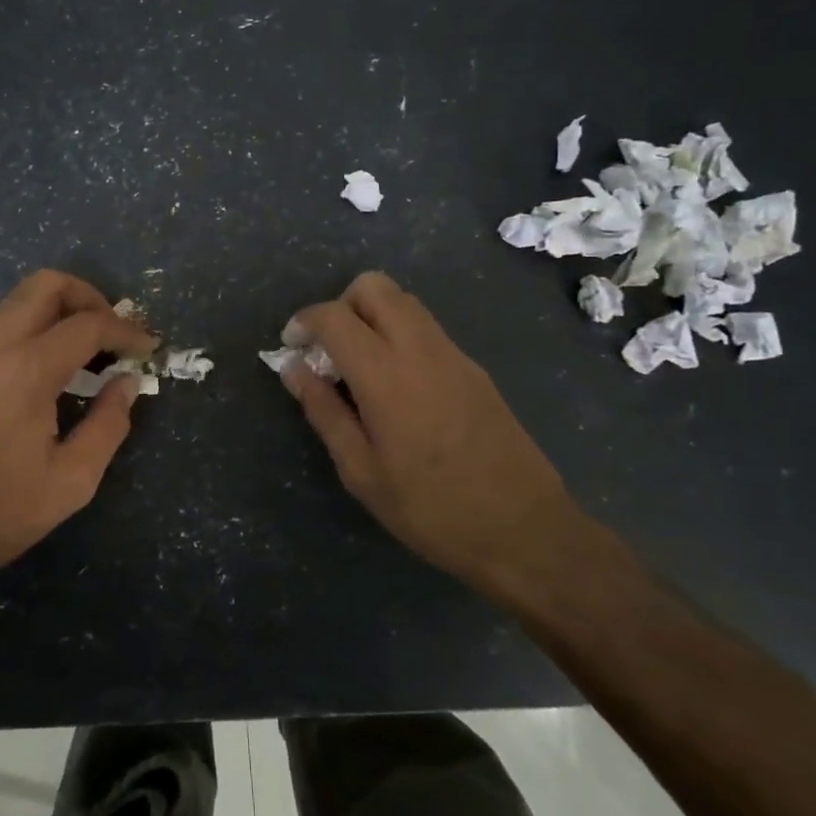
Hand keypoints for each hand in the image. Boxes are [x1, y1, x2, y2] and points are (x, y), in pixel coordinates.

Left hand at [0, 270, 156, 610]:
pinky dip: (37, 327)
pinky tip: (55, 370)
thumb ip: (109, 424)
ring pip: (21, 300)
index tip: (149, 349)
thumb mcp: (71, 480)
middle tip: (114, 335)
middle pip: (46, 284)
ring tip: (90, 352)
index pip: (88, 324)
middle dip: (90, 297)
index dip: (127, 331)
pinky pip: (4, 324)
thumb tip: (127, 382)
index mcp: (26, 370)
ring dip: (61, 310)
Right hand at [280, 271, 583, 595]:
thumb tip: (294, 368)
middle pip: (374, 286)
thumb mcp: (361, 471)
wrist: (524, 530)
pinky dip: (399, 334)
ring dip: (372, 315)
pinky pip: (427, 328)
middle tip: (329, 349)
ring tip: (360, 366)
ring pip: (404, 301)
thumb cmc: (431, 509)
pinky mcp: (474, 368)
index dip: (304, 321)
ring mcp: (453, 354)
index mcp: (385, 375)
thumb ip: (324, 411)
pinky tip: (397, 385)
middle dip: (341, 304)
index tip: (292, 346)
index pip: (334, 316)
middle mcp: (420, 348)